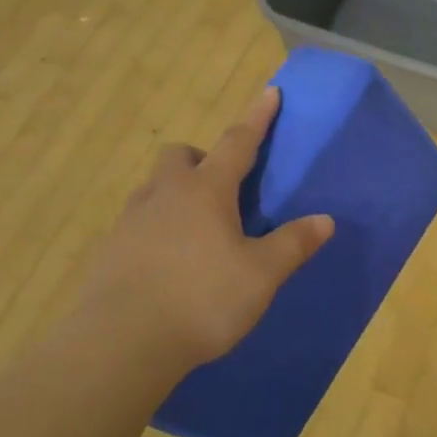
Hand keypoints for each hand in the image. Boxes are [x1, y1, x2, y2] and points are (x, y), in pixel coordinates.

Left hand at [78, 86, 334, 369]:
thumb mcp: (260, 275)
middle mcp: (165, 194)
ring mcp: (131, 220)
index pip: (238, 142)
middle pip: (181, 156)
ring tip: (198, 229)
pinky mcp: (110, 249)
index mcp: (206, 191)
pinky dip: (158, 226)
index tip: (270, 92)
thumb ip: (293, 244)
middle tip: (223, 188)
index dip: (257, 117)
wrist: (120, 345)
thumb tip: (325, 220)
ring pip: (156, 187)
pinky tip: (170, 261)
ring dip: (177, 192)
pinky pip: (139, 221)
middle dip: (202, 158)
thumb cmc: (201, 300)